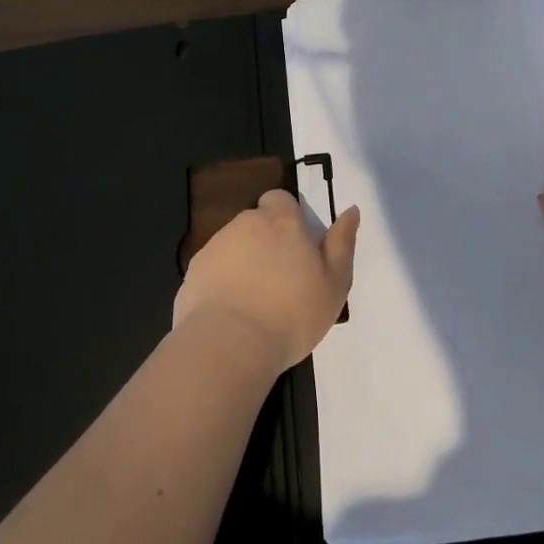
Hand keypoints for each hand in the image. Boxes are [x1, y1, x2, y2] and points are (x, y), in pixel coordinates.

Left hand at [172, 190, 358, 375]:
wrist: (228, 344)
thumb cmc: (292, 314)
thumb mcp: (334, 283)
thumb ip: (342, 243)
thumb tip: (351, 211)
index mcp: (281, 221)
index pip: (281, 199)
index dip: (289, 217)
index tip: (297, 247)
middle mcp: (245, 223)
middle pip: (257, 221)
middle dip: (267, 240)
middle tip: (281, 279)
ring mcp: (215, 246)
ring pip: (234, 244)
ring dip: (245, 261)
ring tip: (256, 301)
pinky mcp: (193, 271)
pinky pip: (214, 269)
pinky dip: (222, 282)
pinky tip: (232, 312)